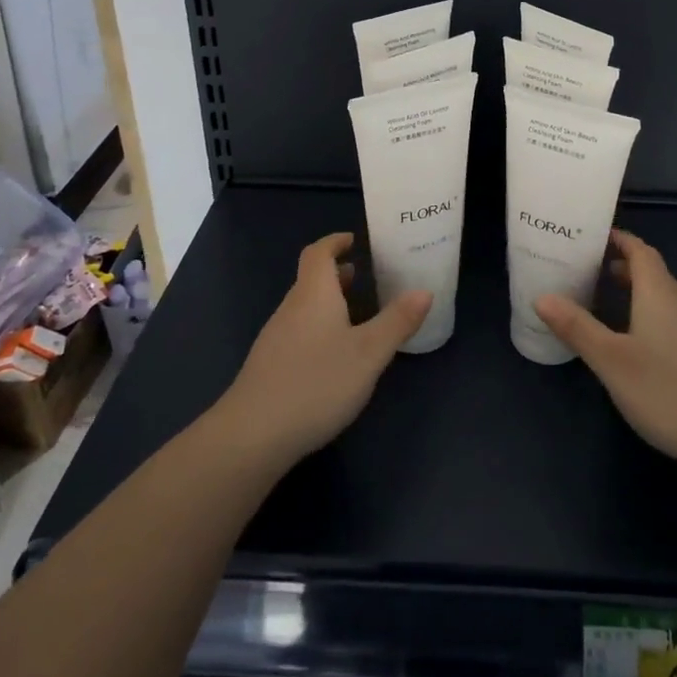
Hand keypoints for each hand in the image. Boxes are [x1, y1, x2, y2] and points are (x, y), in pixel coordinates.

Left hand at [217, 232, 430, 469]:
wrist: (252, 436)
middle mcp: (291, 308)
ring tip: (355, 313)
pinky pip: (298, 332)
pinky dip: (318, 328)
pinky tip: (332, 356)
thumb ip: (397, 321)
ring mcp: (275, 338)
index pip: (319, 253)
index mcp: (314, 294)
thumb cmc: (316, 383)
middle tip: (364, 275)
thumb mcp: (369, 353)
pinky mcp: (269, 367)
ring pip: (304, 308)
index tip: (354, 240)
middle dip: (336, 274)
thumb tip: (424, 290)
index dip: (335, 242)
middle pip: (311, 279)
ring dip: (328, 302)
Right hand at [536, 229, 676, 477]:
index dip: (618, 239)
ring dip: (635, 293)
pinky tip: (636, 344)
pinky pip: (672, 320)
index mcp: (659, 293)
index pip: (640, 250)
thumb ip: (576, 327)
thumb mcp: (611, 360)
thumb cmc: (667, 391)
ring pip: (663, 298)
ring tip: (604, 304)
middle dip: (621, 266)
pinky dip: (649, 315)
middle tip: (587, 271)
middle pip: (652, 272)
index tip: (591, 237)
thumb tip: (541, 296)